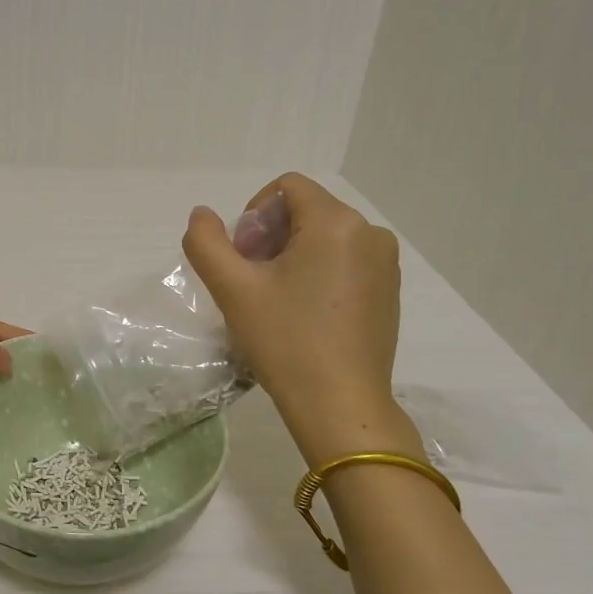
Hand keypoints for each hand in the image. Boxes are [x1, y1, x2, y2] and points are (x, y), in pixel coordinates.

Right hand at [182, 174, 420, 464]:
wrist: (340, 405)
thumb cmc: (285, 341)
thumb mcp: (232, 289)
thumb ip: (206, 242)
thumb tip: (202, 215)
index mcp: (336, 223)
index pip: (286, 188)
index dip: (254, 214)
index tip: (243, 257)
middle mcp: (370, 232)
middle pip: (306, 210)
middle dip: (270, 236)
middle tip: (252, 281)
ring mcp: (386, 263)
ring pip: (326, 236)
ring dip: (292, 254)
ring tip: (276, 299)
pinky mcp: (390, 291)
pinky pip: (346, 260)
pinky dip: (318, 272)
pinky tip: (304, 313)